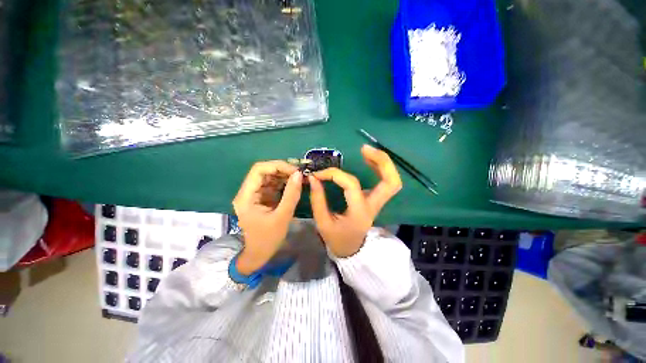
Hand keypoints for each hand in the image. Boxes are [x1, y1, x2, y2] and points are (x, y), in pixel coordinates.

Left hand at [232, 161, 302, 274]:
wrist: (259, 254)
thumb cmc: (268, 239)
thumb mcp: (282, 217)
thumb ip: (291, 195)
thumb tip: (299, 174)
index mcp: (246, 196)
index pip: (259, 170)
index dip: (277, 166)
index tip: (295, 171)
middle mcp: (248, 192)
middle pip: (264, 171)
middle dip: (283, 170)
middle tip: (300, 174)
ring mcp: (255, 194)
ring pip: (270, 176)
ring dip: (285, 175)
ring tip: (300, 178)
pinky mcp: (262, 197)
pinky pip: (273, 184)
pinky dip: (285, 182)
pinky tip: (295, 184)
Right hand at [308, 145, 401, 257]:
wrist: (351, 250)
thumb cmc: (337, 238)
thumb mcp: (323, 222)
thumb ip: (318, 199)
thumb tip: (314, 178)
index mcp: (359, 212)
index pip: (351, 185)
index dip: (334, 174)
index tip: (319, 174)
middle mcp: (373, 205)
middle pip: (391, 182)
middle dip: (381, 162)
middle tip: (364, 149)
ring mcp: (377, 202)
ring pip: (391, 180)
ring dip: (382, 162)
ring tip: (366, 151)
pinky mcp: (375, 199)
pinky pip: (384, 181)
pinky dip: (379, 168)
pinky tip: (368, 160)